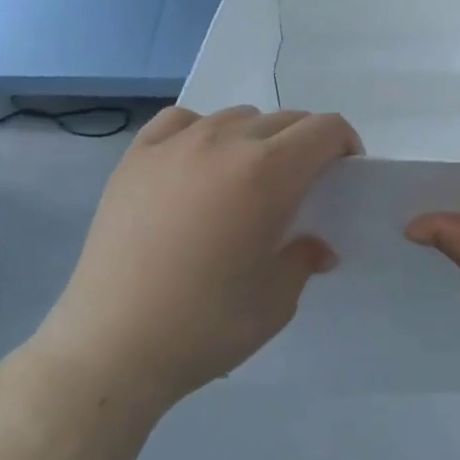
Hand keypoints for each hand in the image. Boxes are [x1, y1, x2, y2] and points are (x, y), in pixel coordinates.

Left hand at [35, 106, 360, 414]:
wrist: (114, 343)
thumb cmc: (206, 325)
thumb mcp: (277, 300)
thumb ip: (304, 258)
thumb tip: (316, 246)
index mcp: (268, 173)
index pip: (323, 129)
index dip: (345, 145)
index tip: (343, 174)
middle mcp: (223, 142)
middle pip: (283, 119)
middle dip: (305, 145)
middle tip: (300, 188)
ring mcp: (174, 145)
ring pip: (234, 116)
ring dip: (256, 138)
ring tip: (245, 181)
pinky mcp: (134, 157)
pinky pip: (181, 121)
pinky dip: (202, 132)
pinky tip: (196, 165)